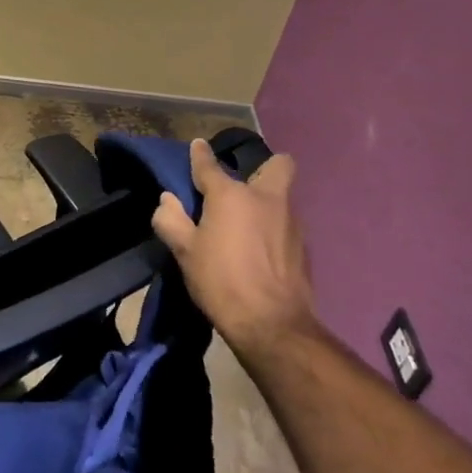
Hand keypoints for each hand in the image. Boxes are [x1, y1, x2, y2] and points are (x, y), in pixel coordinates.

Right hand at [151, 139, 318, 350]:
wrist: (273, 326)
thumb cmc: (221, 282)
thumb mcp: (184, 253)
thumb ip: (171, 220)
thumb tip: (168, 200)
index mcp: (231, 195)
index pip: (209, 165)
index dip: (200, 155)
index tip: (197, 146)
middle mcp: (266, 198)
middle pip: (278, 165)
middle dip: (264, 166)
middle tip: (244, 185)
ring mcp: (291, 221)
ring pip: (283, 197)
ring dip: (267, 202)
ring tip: (248, 223)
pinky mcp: (304, 247)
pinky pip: (286, 225)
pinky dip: (274, 229)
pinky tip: (261, 249)